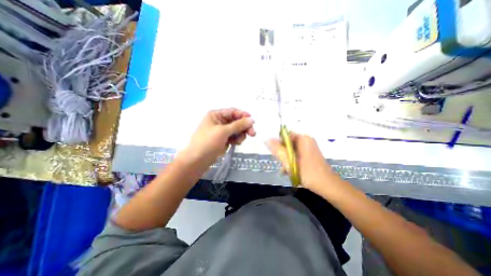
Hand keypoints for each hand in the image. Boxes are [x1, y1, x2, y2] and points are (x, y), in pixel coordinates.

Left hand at [181, 108, 256, 166]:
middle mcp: (219, 121)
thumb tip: (251, 119)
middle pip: (236, 121)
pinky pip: (234, 136)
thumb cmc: (208, 142)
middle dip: (244, 127)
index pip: (233, 112)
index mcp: (216, 115)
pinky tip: (236, 143)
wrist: (197, 160)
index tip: (253, 121)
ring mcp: (221, 131)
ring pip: (236, 130)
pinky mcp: (223, 139)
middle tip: (253, 134)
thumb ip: (238, 125)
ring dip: (240, 134)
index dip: (243, 115)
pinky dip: (237, 139)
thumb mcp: (223, 131)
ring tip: (239, 141)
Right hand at [268, 133, 332, 192]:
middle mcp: (306, 140)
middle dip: (283, 154)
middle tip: (283, 165)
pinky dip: (292, 161)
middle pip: (287, 143)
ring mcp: (309, 147)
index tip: (276, 156)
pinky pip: (296, 154)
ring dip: (287, 159)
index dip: (278, 145)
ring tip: (287, 171)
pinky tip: (291, 171)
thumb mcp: (290, 162)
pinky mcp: (309, 153)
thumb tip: (268, 140)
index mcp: (303, 138)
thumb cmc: (308, 173)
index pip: (284, 136)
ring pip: (291, 150)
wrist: (328, 185)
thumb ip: (278, 150)